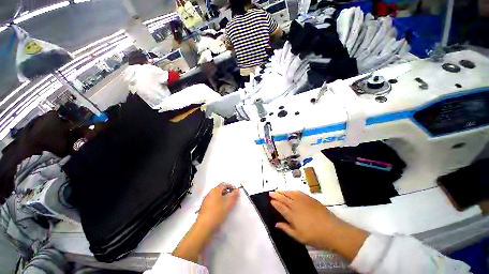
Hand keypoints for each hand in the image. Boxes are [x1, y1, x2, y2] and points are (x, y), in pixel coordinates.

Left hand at [197, 183, 239, 231]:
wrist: (204, 226)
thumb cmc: (217, 212)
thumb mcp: (228, 203)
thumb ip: (234, 195)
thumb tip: (237, 190)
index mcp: (215, 190)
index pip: (224, 184)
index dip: (230, 186)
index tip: (235, 191)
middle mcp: (209, 193)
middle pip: (220, 189)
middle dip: (227, 192)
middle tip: (232, 198)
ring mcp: (206, 200)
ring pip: (216, 196)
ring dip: (222, 197)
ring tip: (227, 204)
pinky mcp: (204, 207)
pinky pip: (213, 201)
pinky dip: (218, 202)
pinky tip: (220, 209)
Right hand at [269, 191, 340, 248]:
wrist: (332, 230)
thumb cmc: (314, 236)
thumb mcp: (298, 237)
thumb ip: (286, 229)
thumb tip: (276, 224)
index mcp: (292, 215)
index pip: (280, 207)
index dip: (275, 203)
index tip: (270, 200)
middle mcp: (295, 205)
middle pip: (283, 198)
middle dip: (276, 195)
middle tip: (270, 193)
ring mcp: (302, 200)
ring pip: (289, 193)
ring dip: (282, 191)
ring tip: (277, 190)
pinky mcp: (309, 198)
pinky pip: (297, 192)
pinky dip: (291, 190)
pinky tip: (289, 190)